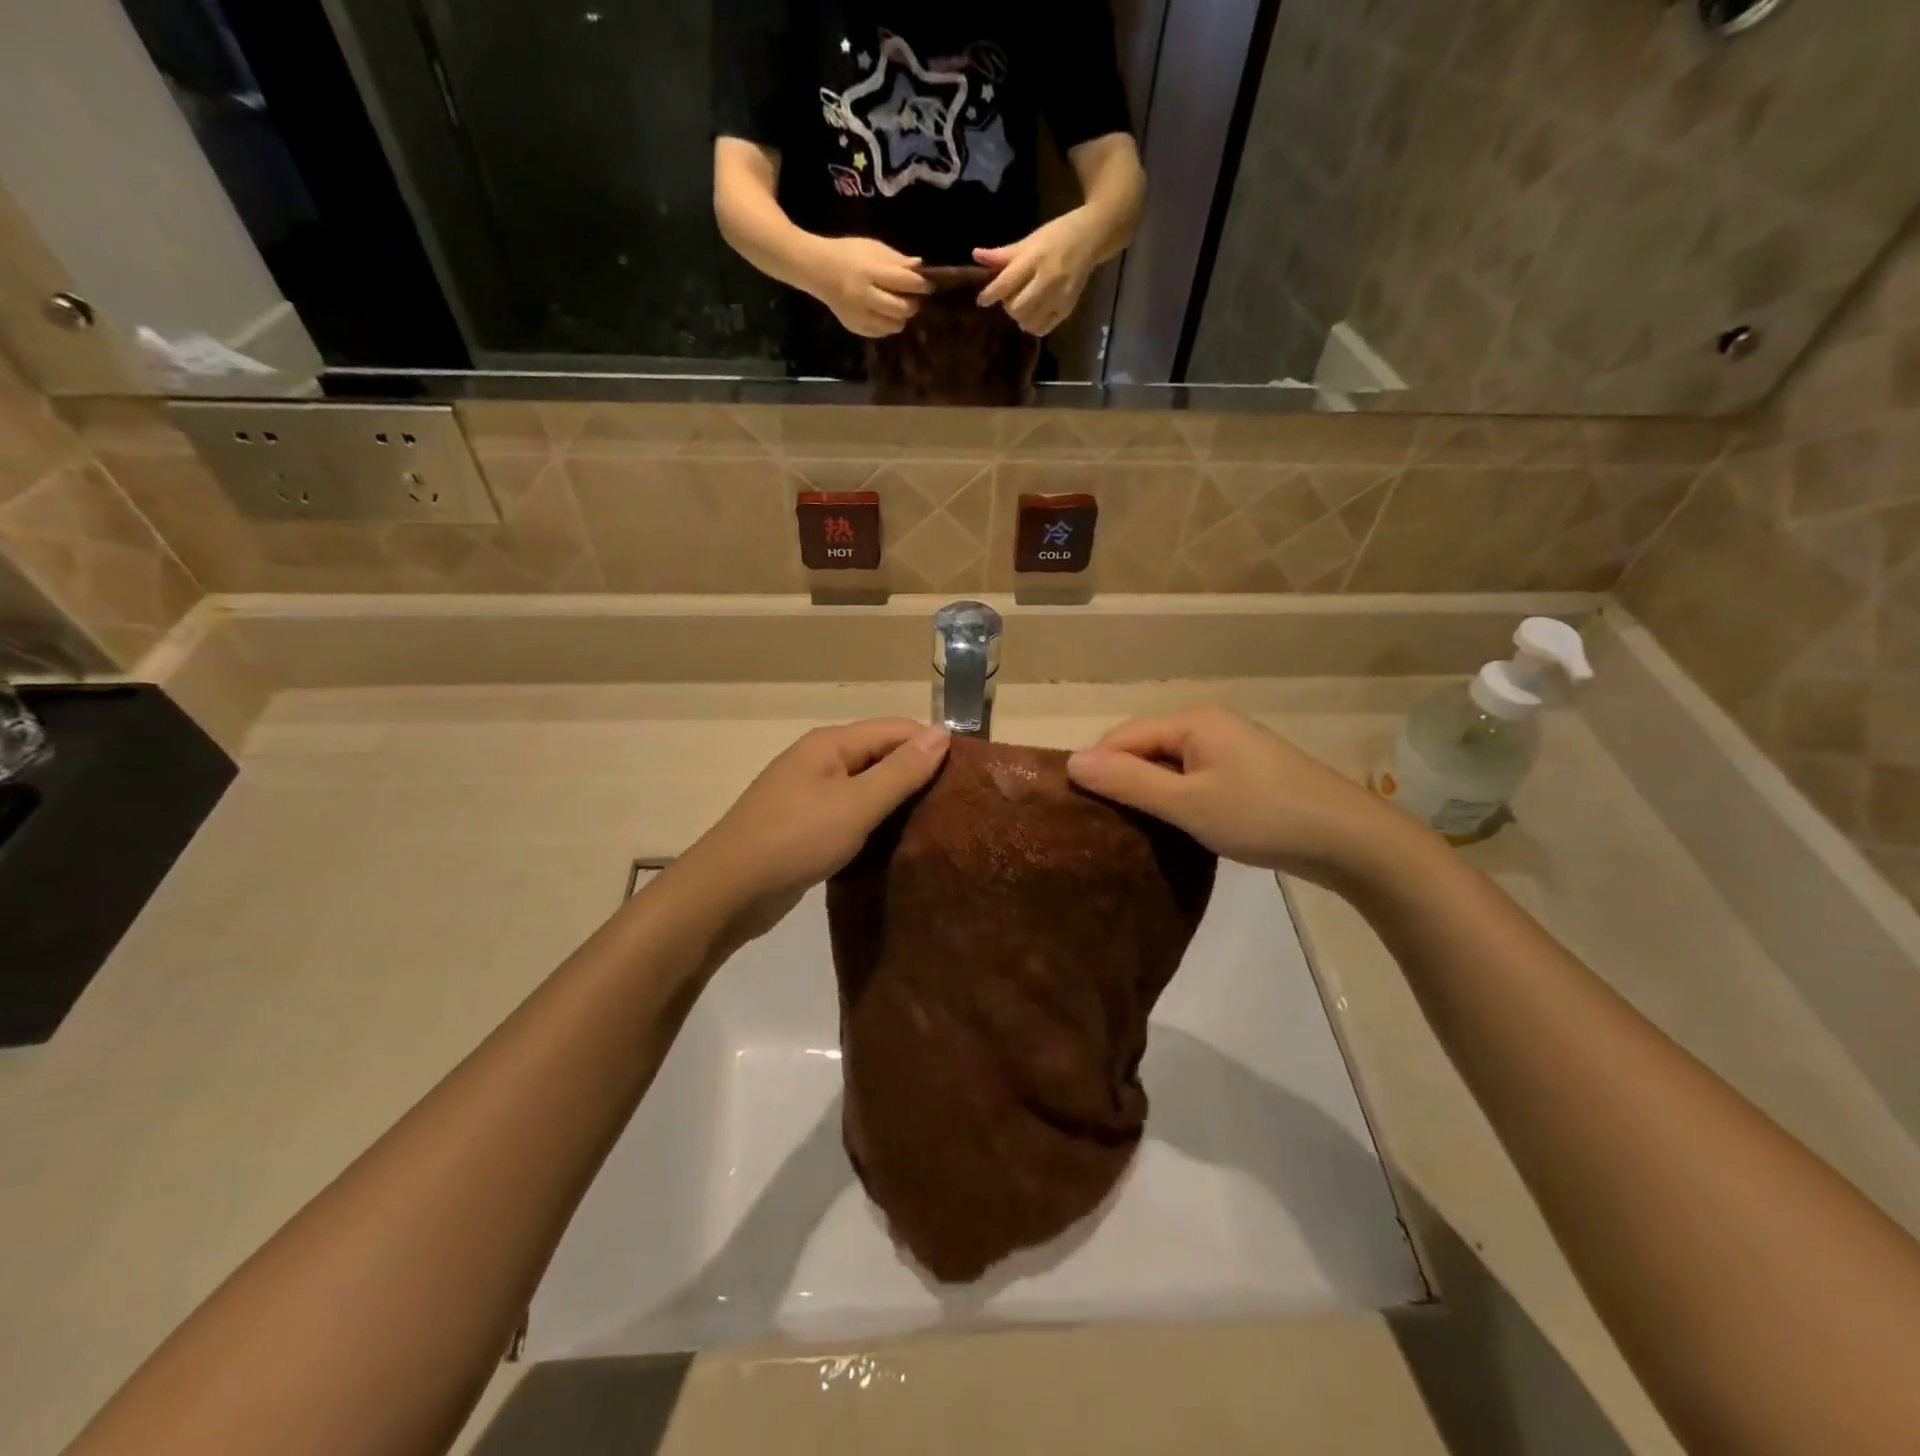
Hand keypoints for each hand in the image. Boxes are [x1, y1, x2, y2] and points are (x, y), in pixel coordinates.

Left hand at [673, 719, 950, 944]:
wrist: (728, 890)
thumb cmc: (796, 838)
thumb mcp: (857, 804)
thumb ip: (901, 771)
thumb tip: (942, 733)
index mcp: (831, 744)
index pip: (896, 729)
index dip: (932, 746)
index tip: (969, 775)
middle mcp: (821, 760)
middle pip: (881, 754)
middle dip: (917, 773)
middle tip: (958, 803)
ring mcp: (810, 793)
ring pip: (866, 786)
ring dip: (897, 799)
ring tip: (936, 822)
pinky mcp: (805, 825)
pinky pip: (851, 812)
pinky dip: (874, 821)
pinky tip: (896, 841)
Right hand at [805, 237, 933, 337]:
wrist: (817, 270)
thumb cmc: (848, 254)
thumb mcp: (872, 248)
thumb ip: (896, 260)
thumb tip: (920, 267)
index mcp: (870, 272)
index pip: (904, 282)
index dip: (920, 285)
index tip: (928, 285)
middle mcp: (865, 296)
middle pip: (901, 309)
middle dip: (912, 304)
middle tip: (913, 298)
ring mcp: (859, 315)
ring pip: (893, 325)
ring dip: (901, 317)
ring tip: (899, 306)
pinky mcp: (855, 327)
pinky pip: (880, 332)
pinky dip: (888, 325)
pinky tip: (885, 314)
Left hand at [974, 213, 1097, 335]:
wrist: (1091, 238)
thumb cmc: (1056, 236)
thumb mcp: (1029, 240)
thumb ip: (1002, 254)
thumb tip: (976, 256)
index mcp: (1035, 258)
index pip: (1007, 283)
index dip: (990, 294)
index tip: (982, 300)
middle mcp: (1048, 279)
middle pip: (1017, 307)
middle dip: (1008, 305)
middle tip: (1010, 297)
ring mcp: (1059, 296)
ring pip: (1029, 321)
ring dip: (1020, 317)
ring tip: (1023, 304)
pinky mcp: (1067, 308)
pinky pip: (1043, 328)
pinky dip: (1033, 325)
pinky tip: (1034, 313)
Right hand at [1066, 707, 1429, 887]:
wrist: (1347, 840)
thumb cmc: (1261, 816)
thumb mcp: (1187, 803)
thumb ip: (1128, 782)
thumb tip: (1072, 761)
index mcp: (1193, 721)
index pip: (1123, 736)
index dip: (1098, 767)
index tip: (1079, 809)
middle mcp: (1209, 725)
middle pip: (1145, 747)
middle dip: (1122, 780)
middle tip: (1104, 824)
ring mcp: (1230, 749)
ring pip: (1169, 766)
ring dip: (1149, 793)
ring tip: (1132, 829)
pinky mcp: (1245, 774)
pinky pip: (1193, 778)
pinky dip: (1176, 799)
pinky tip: (1172, 826)